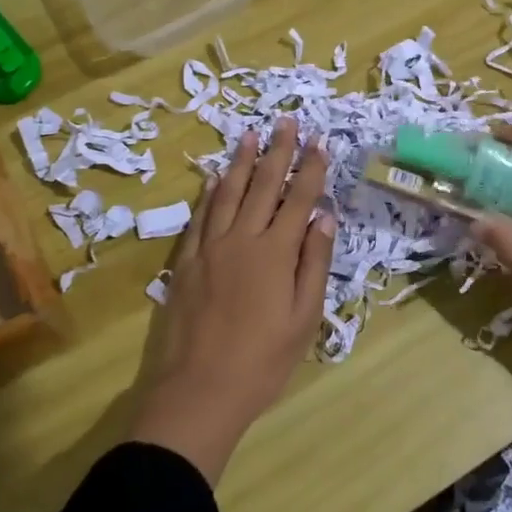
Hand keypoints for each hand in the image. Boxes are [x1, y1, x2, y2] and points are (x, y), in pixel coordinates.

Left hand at [129, 118, 336, 483]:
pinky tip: (216, 178)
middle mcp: (243, 239)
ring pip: (229, 193)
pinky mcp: (186, 261)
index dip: (311, 168)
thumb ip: (314, 263)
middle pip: (264, 186)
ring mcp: (210, 248)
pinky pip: (200, 217)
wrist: (199, 391)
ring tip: (252, 135)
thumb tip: (324, 217)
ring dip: (243, 162)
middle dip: (279, 151)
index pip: (299, 199)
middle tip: (286, 121)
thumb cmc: (262, 361)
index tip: (320, 141)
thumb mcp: (304, 318)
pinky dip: (210, 193)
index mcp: (276, 252)